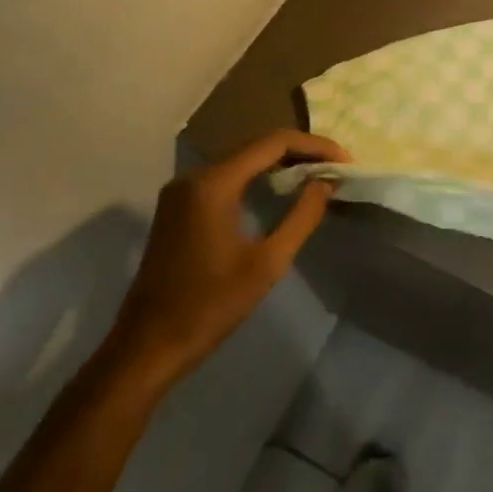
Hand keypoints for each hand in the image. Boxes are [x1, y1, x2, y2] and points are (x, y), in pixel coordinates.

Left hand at [98, 130, 349, 394]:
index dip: (315, 146)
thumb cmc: (210, 306)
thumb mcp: (268, 263)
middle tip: (337, 168)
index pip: (275, 142)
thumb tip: (327, 182)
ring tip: (318, 176)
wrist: (146, 349)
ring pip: (243, 160)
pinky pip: (228, 176)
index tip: (346, 162)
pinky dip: (259, 177)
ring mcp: (182, 191)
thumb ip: (302, 216)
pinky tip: (282, 191)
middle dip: (302, 152)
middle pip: (258, 146)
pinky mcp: (179, 207)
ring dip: (282, 163)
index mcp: (213, 183)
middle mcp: (194, 177)